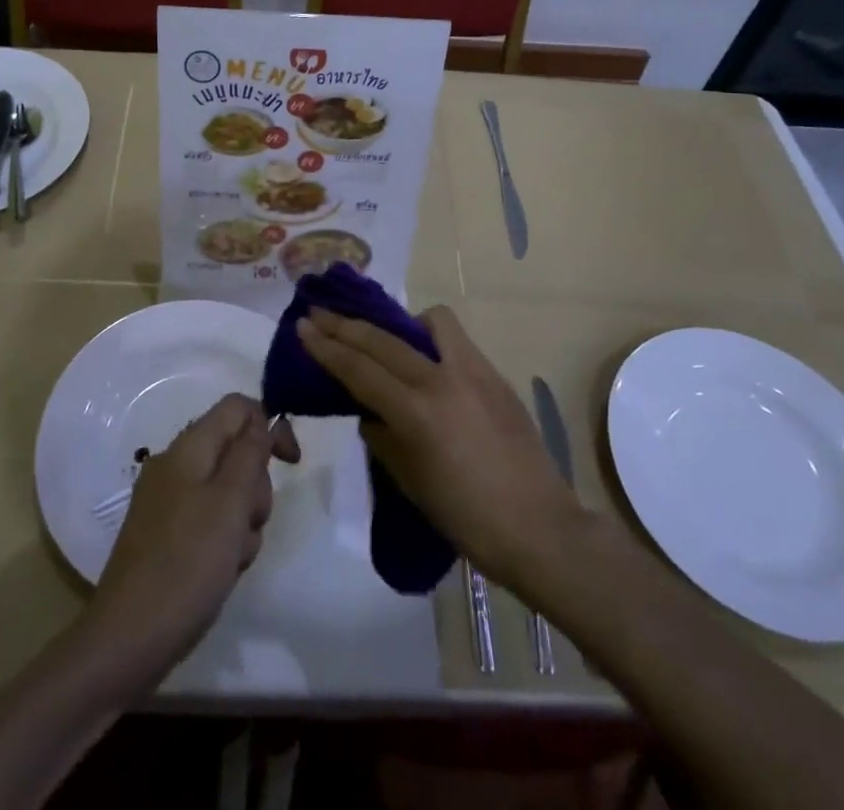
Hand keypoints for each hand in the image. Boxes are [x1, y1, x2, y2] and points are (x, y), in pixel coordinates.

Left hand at [86, 394, 300, 679]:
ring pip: (229, 491)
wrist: (128, 640)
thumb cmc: (186, 564)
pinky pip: (212, 522)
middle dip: (255, 486)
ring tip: (233, 557)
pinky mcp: (168, 535)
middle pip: (236, 451)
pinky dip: (225, 542)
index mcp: (188, 448)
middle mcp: (176, 466)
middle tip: (248, 522)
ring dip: (243, 521)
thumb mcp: (230, 503)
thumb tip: (260, 419)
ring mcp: (169, 501)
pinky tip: (221, 572)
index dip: (269, 425)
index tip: (291, 464)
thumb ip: (249, 454)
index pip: (237, 408)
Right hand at [299, 305, 581, 593]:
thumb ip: (383, 438)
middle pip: (382, 340)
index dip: (326, 346)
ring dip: (400, 324)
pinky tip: (428, 363)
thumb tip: (370, 411)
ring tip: (388, 342)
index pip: (359, 369)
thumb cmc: (468, 519)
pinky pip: (456, 340)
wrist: (540, 529)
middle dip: (345, 325)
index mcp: (416, 412)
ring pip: (429, 321)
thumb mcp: (411, 482)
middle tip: (319, 314)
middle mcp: (442, 379)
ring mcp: (473, 371)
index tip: (302, 326)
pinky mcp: (495, 374)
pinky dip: (432, 341)